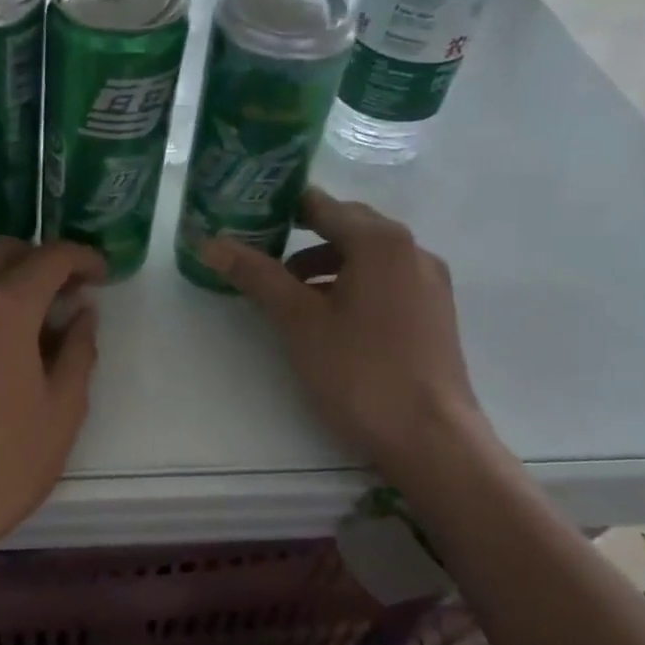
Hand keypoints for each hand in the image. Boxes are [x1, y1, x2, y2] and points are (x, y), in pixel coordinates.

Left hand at [0, 238, 105, 561]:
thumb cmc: (9, 463)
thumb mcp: (64, 408)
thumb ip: (78, 349)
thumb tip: (82, 313)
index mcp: (4, 311)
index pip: (49, 258)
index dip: (82, 258)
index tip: (100, 275)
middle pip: (2, 252)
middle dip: (40, 259)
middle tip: (68, 293)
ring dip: (9, 286)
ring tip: (37, 329)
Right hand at [201, 188, 484, 484]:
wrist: (430, 438)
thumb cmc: (359, 372)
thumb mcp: (299, 321)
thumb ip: (257, 276)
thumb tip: (210, 243)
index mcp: (381, 241)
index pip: (321, 205)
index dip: (280, 208)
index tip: (246, 219)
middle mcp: (412, 250)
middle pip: (347, 226)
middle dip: (302, 237)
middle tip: (260, 255)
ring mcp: (429, 282)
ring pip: (368, 256)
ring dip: (326, 264)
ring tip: (290, 294)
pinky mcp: (434, 312)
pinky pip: (386, 280)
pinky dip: (353, 284)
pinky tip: (330, 317)